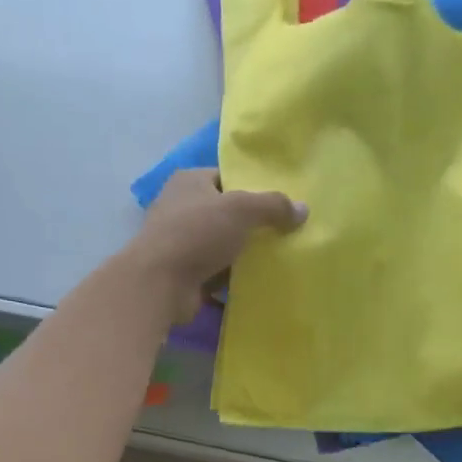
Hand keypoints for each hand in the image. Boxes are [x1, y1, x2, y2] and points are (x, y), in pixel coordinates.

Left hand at [124, 168, 306, 322]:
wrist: (159, 283)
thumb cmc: (197, 234)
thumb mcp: (241, 209)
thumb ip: (273, 206)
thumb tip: (303, 209)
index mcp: (189, 181)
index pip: (226, 178)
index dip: (252, 188)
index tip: (280, 205)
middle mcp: (180, 207)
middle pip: (226, 213)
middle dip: (252, 225)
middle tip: (284, 234)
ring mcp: (179, 242)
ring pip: (222, 245)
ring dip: (243, 255)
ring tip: (276, 260)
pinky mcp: (182, 273)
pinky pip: (215, 273)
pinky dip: (232, 279)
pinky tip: (257, 284)